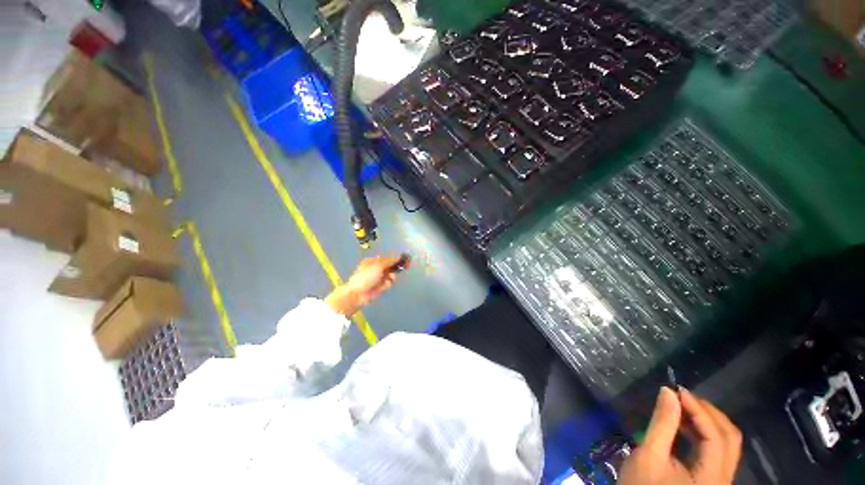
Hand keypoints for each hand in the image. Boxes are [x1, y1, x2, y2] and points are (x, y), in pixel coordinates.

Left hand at [325, 255, 407, 315]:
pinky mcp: (381, 287)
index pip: (388, 258)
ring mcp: (379, 278)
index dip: (397, 258)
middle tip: (405, 267)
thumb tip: (399, 256)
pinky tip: (384, 286)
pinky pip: (389, 283)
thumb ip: (389, 261)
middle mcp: (377, 268)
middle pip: (391, 266)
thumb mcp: (378, 266)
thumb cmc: (366, 276)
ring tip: (390, 278)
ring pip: (392, 275)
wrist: (357, 294)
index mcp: (374, 261)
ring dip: (392, 276)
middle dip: (397, 267)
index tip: (405, 259)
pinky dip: (388, 284)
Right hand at [618, 386, 742, 484]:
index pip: (716, 436)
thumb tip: (667, 392)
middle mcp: (724, 478)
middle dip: (708, 412)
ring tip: (681, 407)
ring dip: (706, 421)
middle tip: (683, 396)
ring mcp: (719, 479)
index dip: (699, 410)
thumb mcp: (649, 455)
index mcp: (712, 477)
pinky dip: (703, 433)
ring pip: (726, 444)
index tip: (676, 390)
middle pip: (730, 438)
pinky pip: (717, 451)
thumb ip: (662, 424)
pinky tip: (684, 425)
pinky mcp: (711, 479)